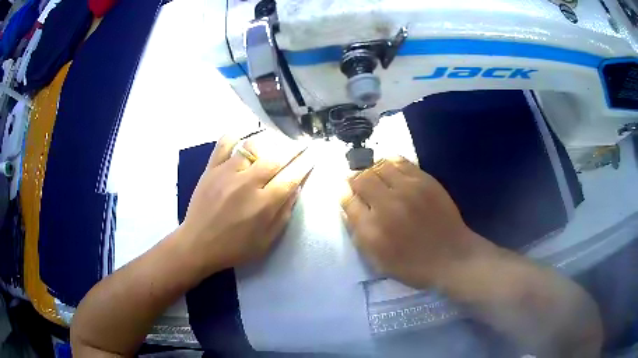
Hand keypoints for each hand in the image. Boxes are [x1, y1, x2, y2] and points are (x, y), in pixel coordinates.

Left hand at [179, 135, 312, 275]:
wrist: (198, 244)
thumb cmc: (234, 248)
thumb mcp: (266, 241)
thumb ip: (283, 214)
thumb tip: (296, 189)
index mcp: (264, 205)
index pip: (291, 177)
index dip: (305, 164)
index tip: (313, 155)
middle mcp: (248, 184)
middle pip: (276, 158)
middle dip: (293, 149)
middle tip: (301, 144)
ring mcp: (227, 173)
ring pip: (253, 147)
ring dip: (269, 142)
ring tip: (276, 141)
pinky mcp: (211, 169)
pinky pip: (224, 144)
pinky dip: (235, 136)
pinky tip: (243, 134)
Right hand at [340, 157, 488, 287]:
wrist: (451, 257)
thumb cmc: (413, 265)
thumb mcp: (378, 261)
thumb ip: (359, 234)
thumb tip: (348, 208)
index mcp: (371, 230)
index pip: (347, 200)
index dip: (344, 194)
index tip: (346, 193)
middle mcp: (386, 205)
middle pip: (360, 179)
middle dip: (355, 180)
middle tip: (359, 184)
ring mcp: (407, 189)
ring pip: (379, 166)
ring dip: (372, 170)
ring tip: (376, 177)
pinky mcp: (424, 180)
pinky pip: (400, 161)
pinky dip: (390, 163)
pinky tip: (391, 170)